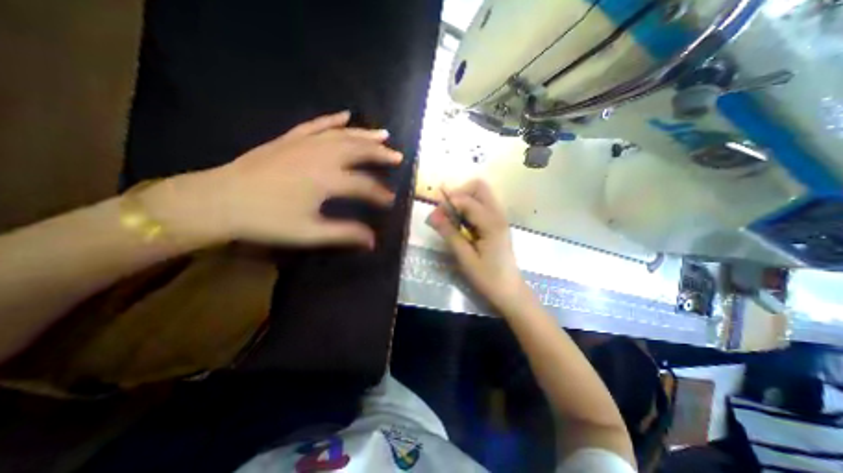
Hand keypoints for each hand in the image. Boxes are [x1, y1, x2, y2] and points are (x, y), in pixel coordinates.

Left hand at [159, 110, 404, 249]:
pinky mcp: (290, 139)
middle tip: (398, 157)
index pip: (364, 185)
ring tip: (384, 135)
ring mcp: (304, 144)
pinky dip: (333, 120)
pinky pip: (316, 125)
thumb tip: (372, 241)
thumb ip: (345, 234)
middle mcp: (321, 156)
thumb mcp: (310, 233)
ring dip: (365, 134)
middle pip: (359, 151)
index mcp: (327, 180)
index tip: (391, 201)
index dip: (380, 194)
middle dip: (381, 154)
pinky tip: (346, 115)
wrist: (219, 201)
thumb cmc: (267, 220)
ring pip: (343, 135)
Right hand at [426, 180, 527, 313]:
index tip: (434, 216)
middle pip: (479, 187)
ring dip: (463, 200)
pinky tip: (462, 225)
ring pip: (481, 194)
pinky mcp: (497, 223)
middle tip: (446, 211)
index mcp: (492, 223)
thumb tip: (432, 215)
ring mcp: (499, 218)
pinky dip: (469, 208)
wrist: (509, 291)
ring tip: (452, 219)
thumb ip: (450, 234)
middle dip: (459, 193)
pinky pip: (482, 205)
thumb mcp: (465, 258)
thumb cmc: (488, 277)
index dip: (448, 203)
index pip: (467, 200)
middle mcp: (498, 214)